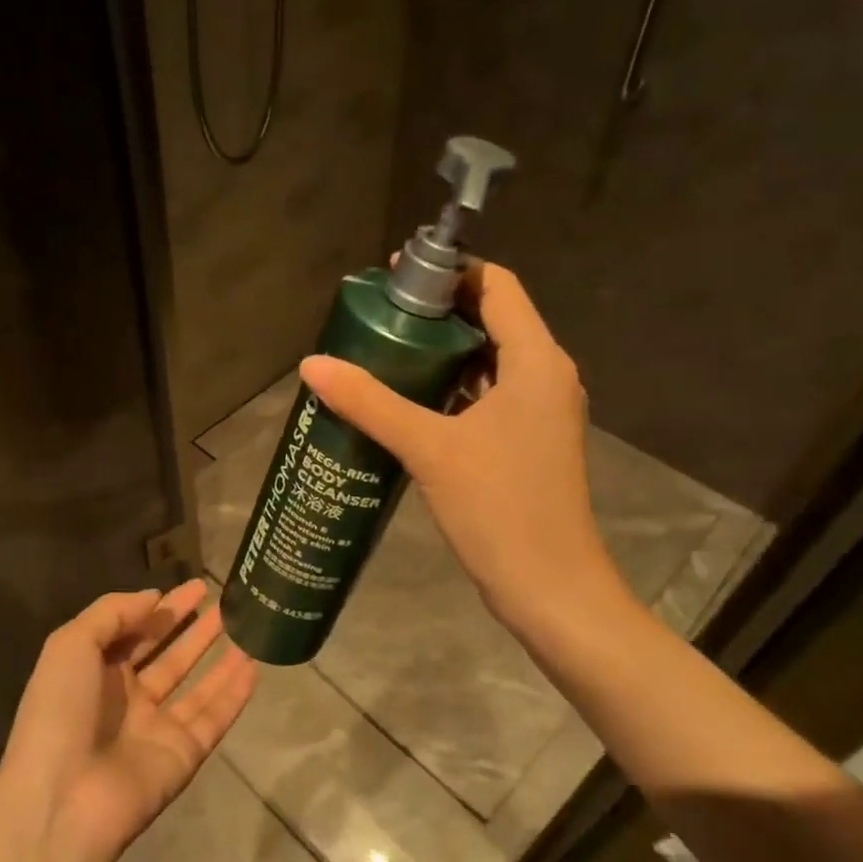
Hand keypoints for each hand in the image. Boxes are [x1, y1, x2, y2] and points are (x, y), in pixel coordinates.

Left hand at [0, 580, 256, 861]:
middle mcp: (127, 699)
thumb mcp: (71, 644)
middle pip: (169, 656)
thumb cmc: (60, 711)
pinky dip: (234, 694)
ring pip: (196, 686)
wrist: (63, 799)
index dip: (163, 609)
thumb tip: (154, 597)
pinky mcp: (183, 755)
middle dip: (194, 629)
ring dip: (219, 657)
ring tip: (248, 628)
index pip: (135, 632)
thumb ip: (112, 613)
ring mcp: (156, 729)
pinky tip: (255, 667)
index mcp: (95, 673)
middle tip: (226, 602)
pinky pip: (214, 718)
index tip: (197, 586)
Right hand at [300, 261, 628, 641]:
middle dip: (435, 312)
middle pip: (491, 318)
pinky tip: (406, 401)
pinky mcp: (527, 442)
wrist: (551, 590)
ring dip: (440, 352)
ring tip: (382, 352)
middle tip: (376, 316)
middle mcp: (546, 376)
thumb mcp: (429, 449)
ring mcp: (539, 412)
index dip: (448, 271)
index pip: (497, 286)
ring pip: (488, 360)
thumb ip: (370, 402)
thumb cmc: (500, 508)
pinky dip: (450, 388)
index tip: (395, 275)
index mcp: (536, 361)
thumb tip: (311, 364)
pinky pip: (487, 395)